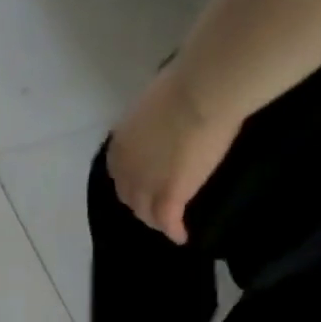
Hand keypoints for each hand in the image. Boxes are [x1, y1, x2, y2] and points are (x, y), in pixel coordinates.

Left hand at [106, 64, 241, 244]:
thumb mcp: (155, 103)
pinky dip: (174, 231)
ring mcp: (145, 184)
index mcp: (120, 142)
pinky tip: (181, 237)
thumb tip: (166, 120)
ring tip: (166, 224)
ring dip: (155, 220)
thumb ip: (154, 120)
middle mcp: (125, 168)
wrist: (201, 92)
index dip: (130, 180)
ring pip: (145, 212)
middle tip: (154, 208)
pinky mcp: (169, 196)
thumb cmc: (186, 85)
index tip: (142, 183)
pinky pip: (168, 221)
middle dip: (139, 203)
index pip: (119, 171)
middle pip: (128, 195)